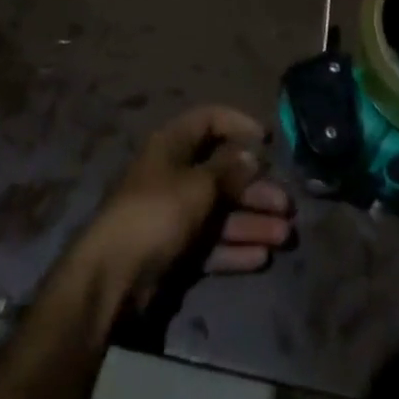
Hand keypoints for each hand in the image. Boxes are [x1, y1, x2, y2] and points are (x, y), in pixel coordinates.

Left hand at [66, 105, 293, 322]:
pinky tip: (261, 257)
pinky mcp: (174, 251)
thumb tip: (251, 155)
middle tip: (286, 204)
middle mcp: (174, 174)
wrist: (113, 278)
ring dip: (252, 221)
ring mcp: (174, 214)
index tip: (268, 140)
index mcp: (172, 145)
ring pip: (220, 211)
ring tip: (284, 235)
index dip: (238, 125)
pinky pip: (211, 243)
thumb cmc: (157, 213)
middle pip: (221, 173)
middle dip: (255, 188)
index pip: (209, 120)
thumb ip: (227, 169)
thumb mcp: (197, 185)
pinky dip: (234, 248)